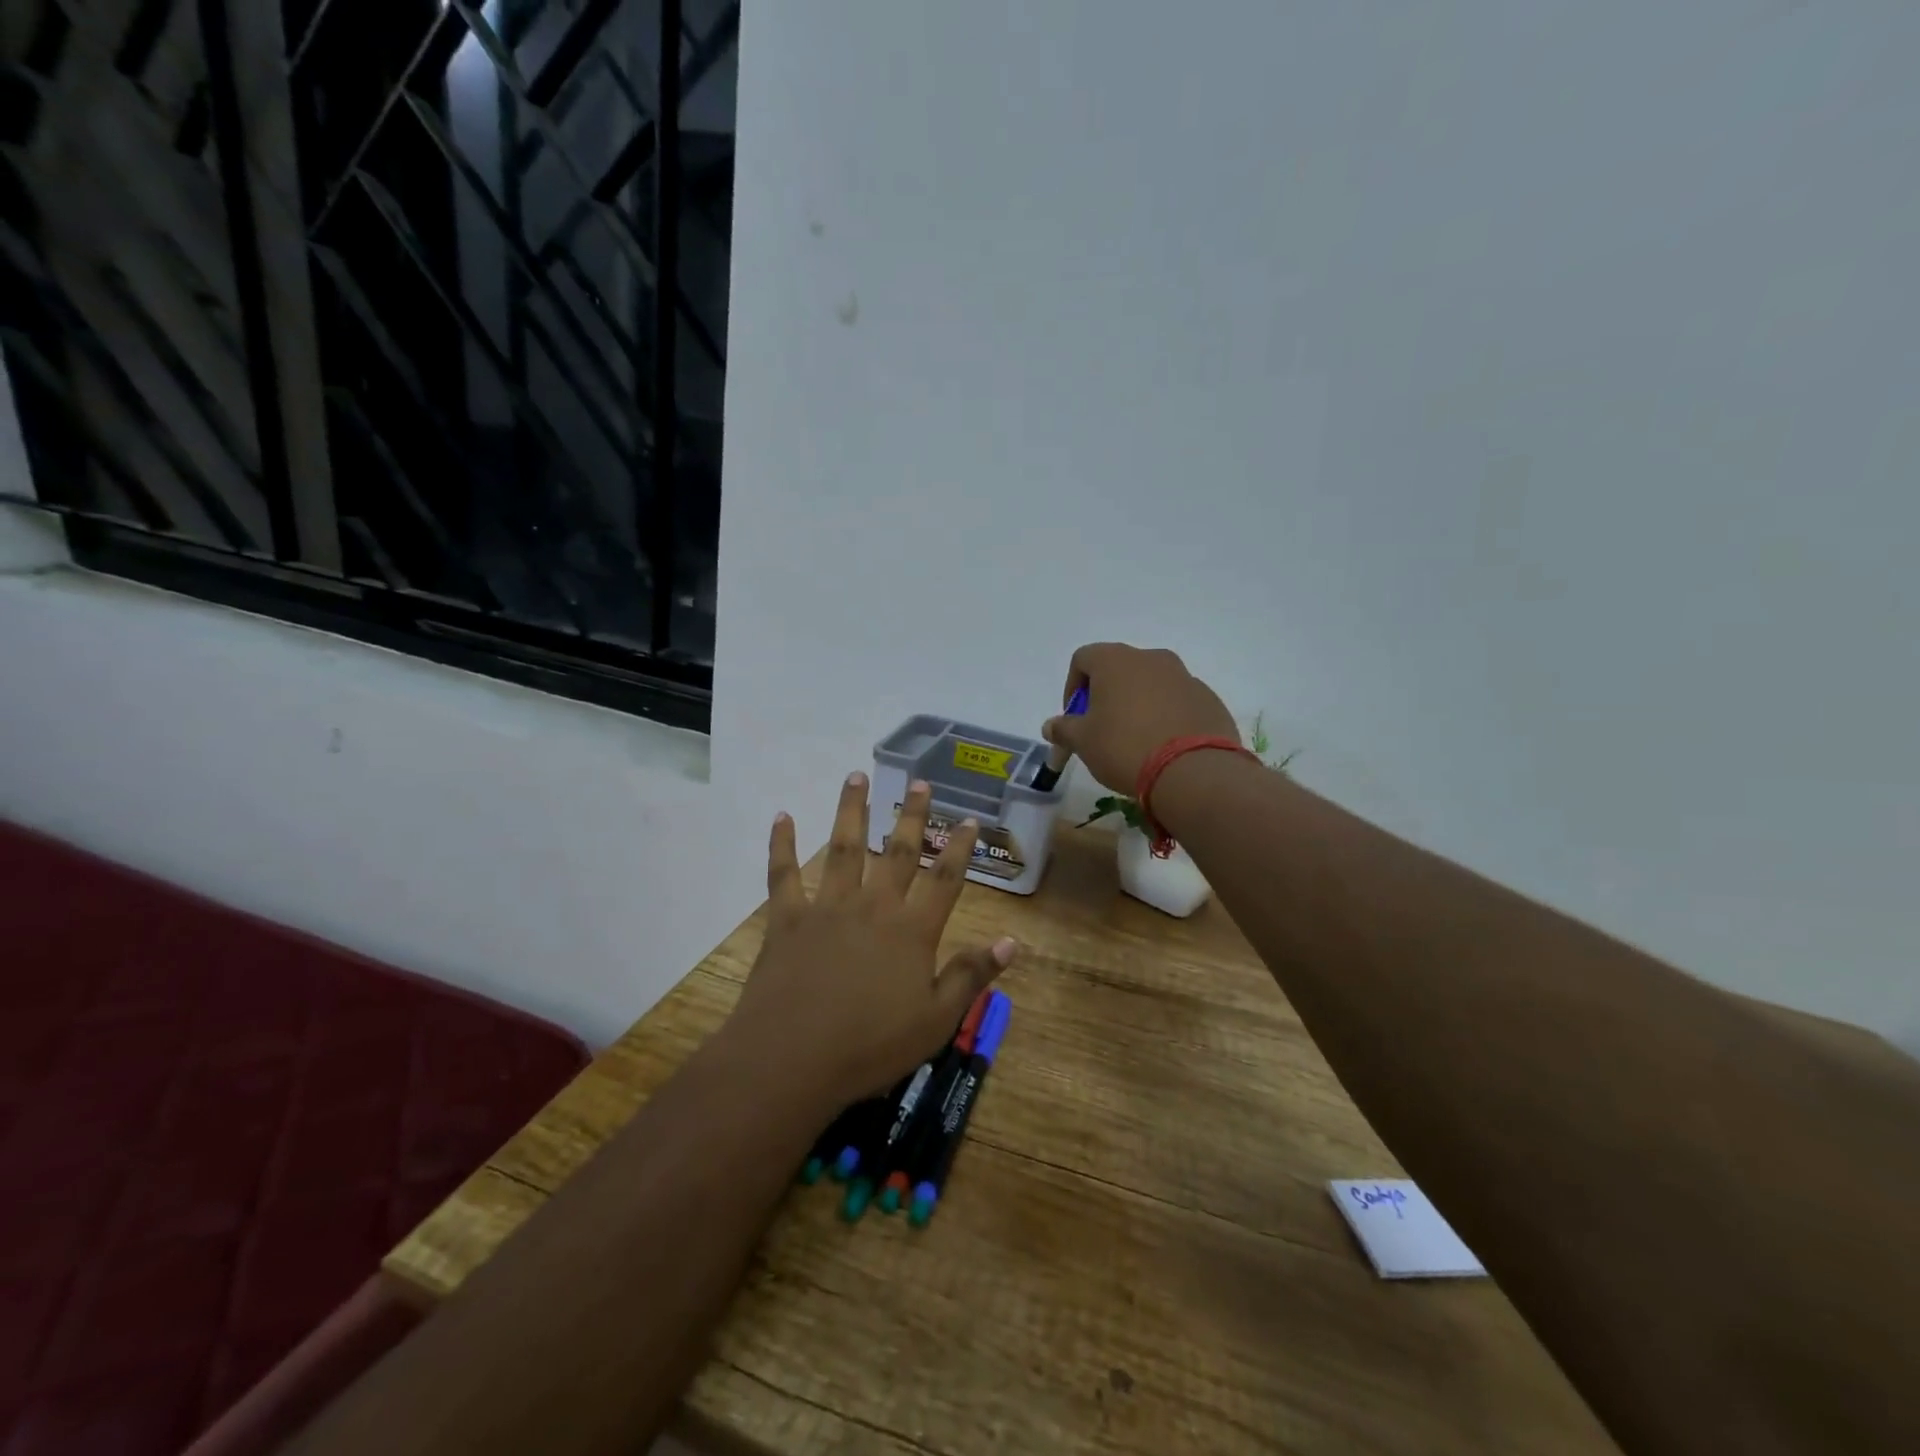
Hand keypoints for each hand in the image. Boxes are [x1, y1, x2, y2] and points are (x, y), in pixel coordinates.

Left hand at [726, 772, 1016, 1109]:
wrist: (792, 1059)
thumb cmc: (871, 1046)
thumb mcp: (935, 1020)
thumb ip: (971, 976)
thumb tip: (1012, 942)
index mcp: (912, 930)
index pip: (945, 879)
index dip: (959, 848)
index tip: (968, 819)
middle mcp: (874, 906)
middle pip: (898, 852)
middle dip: (911, 816)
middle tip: (919, 783)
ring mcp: (828, 908)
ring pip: (844, 848)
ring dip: (851, 810)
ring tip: (857, 776)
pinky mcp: (788, 919)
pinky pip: (784, 874)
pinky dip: (782, 844)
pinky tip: (782, 816)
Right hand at [1042, 642, 1238, 792]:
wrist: (1193, 771)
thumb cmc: (1125, 748)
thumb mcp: (1083, 742)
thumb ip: (1064, 729)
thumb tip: (1051, 726)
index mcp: (1116, 660)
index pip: (1083, 658)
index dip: (1072, 687)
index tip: (1074, 717)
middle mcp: (1152, 658)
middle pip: (1119, 669)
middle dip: (1106, 695)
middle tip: (1102, 729)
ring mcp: (1185, 677)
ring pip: (1151, 684)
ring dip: (1138, 704)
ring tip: (1135, 740)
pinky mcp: (1208, 699)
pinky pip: (1178, 701)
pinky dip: (1166, 716)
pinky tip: (1164, 746)